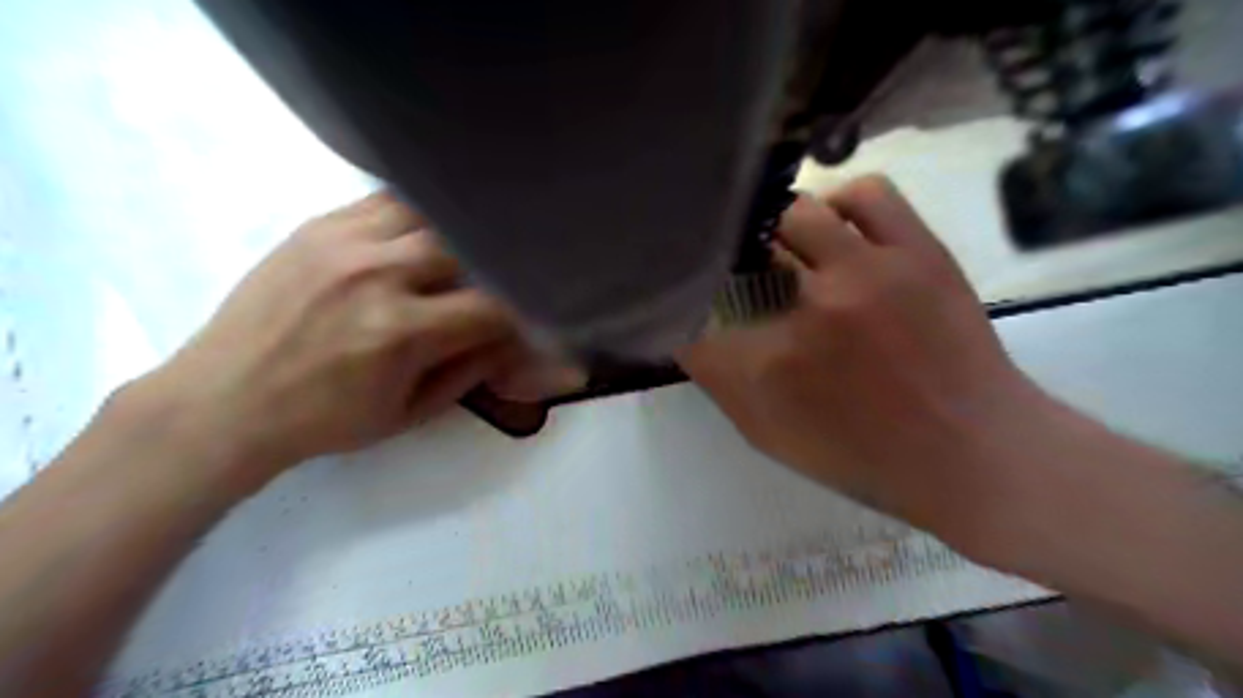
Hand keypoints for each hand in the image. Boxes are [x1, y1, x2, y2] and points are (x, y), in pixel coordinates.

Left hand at [135, 191, 520, 490]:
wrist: (225, 402)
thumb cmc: (326, 420)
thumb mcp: (410, 413)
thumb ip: (470, 372)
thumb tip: (512, 341)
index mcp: (401, 332)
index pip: (490, 305)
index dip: (519, 312)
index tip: (523, 318)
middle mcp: (377, 275)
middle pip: (464, 247)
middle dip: (487, 269)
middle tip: (488, 286)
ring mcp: (343, 243)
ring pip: (427, 214)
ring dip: (452, 236)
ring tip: (456, 257)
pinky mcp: (316, 227)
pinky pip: (384, 201)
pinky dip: (414, 217)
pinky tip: (417, 237)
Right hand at [680, 176, 1046, 537]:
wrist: (976, 455)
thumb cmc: (866, 457)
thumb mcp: (773, 437)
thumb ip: (721, 383)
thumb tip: (690, 333)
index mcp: (772, 365)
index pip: (696, 317)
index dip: (682, 306)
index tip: (685, 304)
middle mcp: (811, 308)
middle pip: (739, 249)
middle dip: (727, 261)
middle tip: (739, 274)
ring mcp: (869, 271)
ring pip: (796, 211)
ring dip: (779, 229)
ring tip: (789, 248)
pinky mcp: (918, 250)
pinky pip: (866, 195)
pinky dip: (841, 204)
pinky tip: (839, 230)